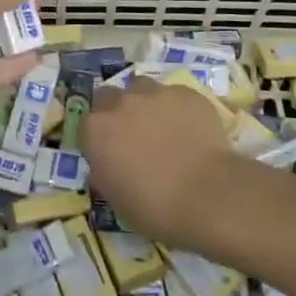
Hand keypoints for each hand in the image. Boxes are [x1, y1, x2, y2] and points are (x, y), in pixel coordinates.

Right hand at [82, 79, 236, 243]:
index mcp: (96, 130)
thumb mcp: (116, 199)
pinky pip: (174, 96)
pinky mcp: (186, 93)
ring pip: (141, 88)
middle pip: (109, 97)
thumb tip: (108, 164)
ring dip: (145, 103)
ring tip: (162, 127)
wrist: (209, 196)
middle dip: (116, 112)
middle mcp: (120, 103)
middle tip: (133, 136)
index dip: (98, 139)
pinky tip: (191, 130)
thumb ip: (105, 173)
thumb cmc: (156, 208)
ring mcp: (154, 93)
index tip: (110, 154)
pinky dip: (177, 109)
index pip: (87, 126)